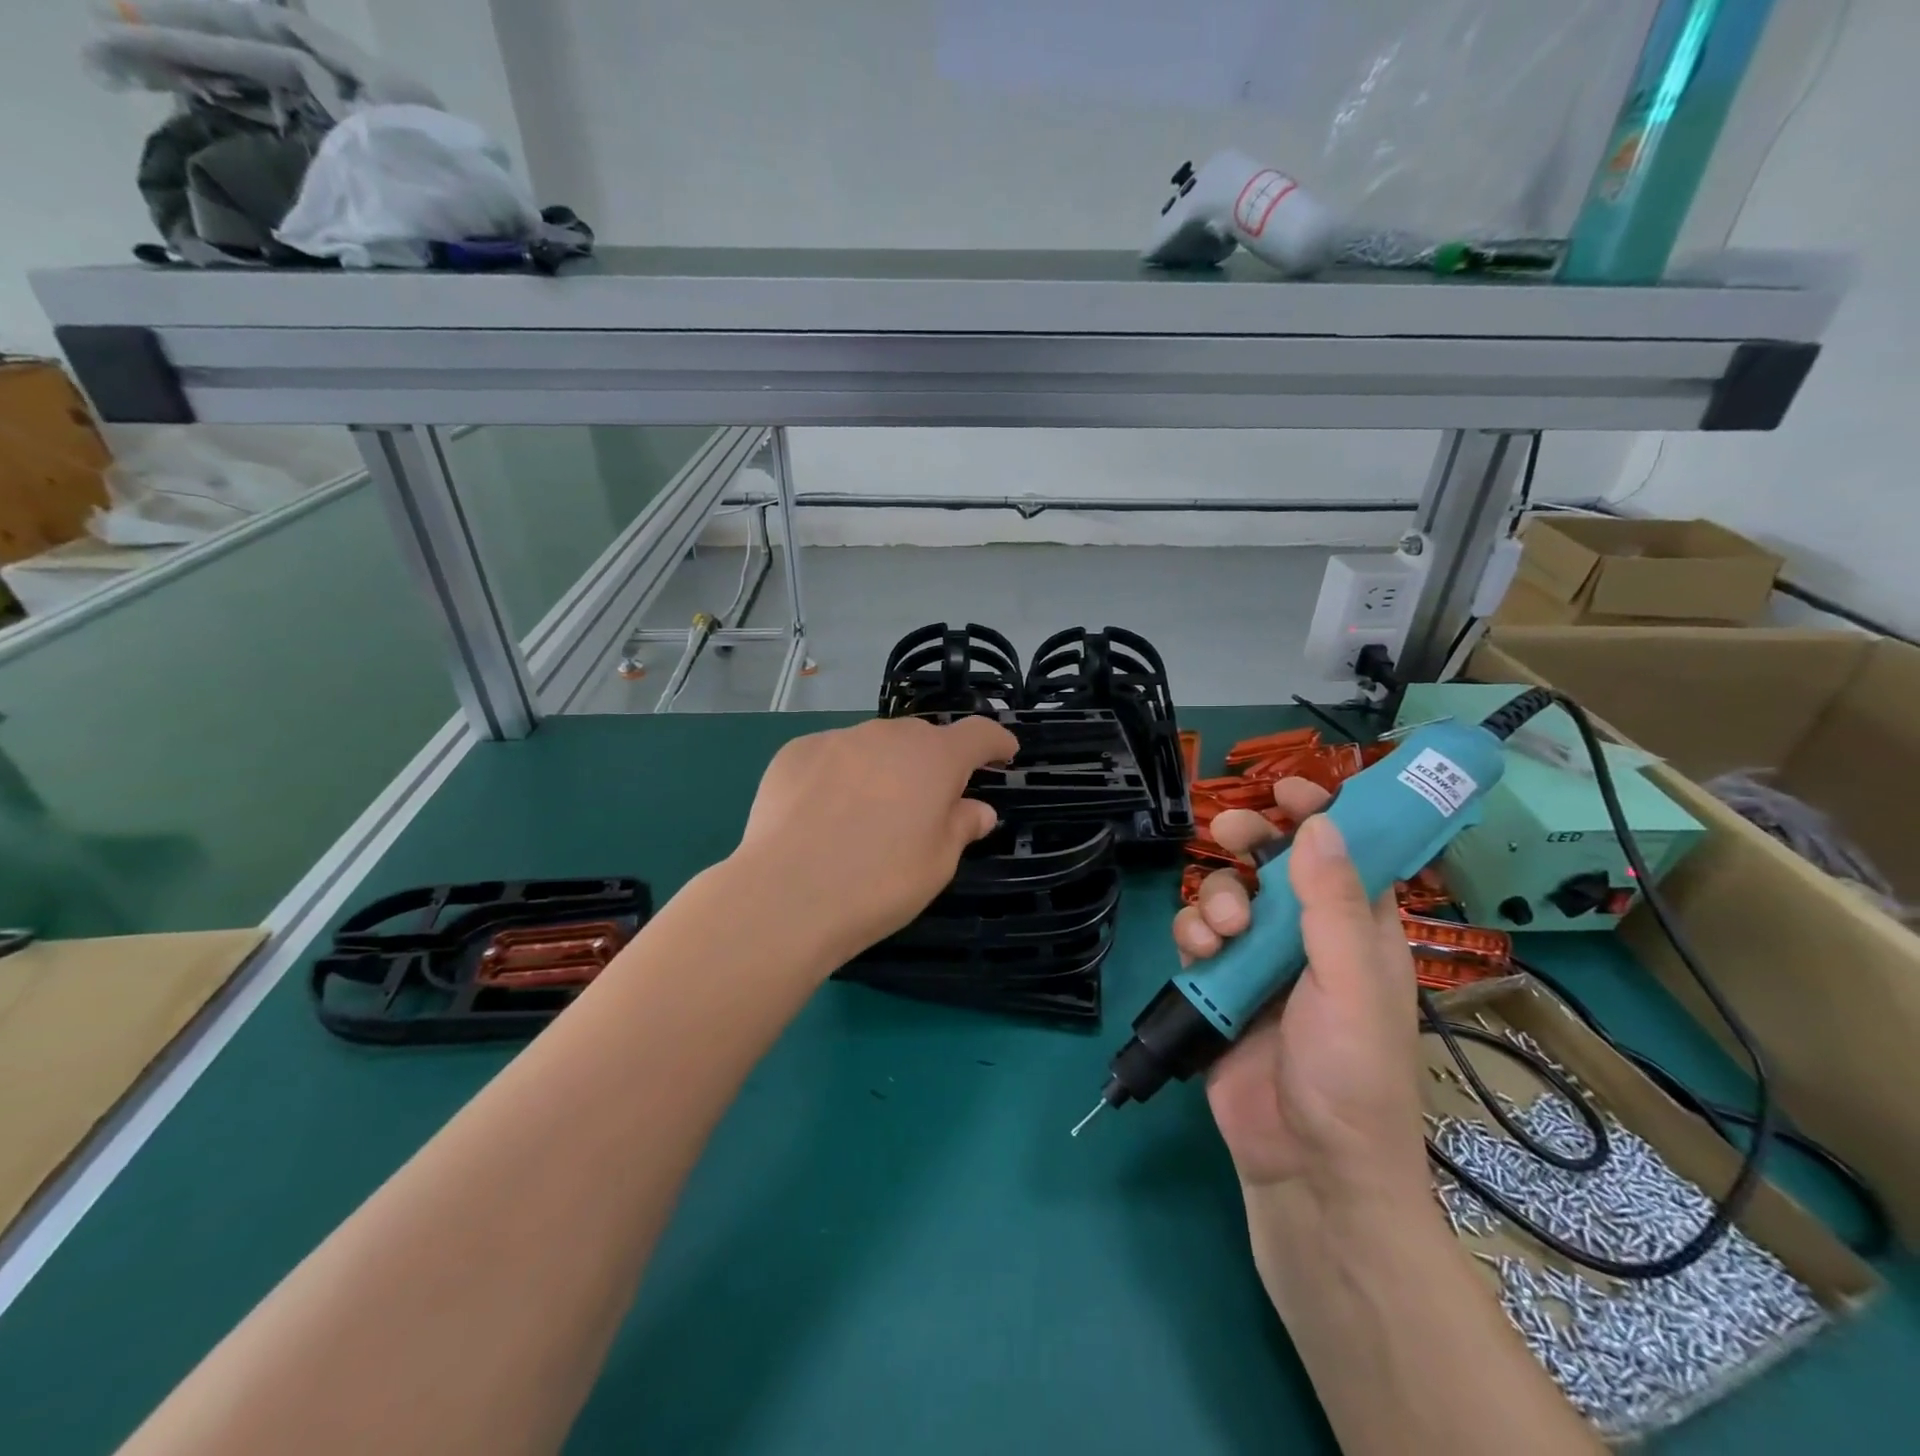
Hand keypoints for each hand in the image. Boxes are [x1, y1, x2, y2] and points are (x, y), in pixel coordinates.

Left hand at [733, 715, 1018, 963]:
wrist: (786, 895)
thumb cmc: (879, 883)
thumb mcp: (937, 864)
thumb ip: (962, 826)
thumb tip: (978, 809)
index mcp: (934, 758)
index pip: (978, 734)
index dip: (996, 742)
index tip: (1004, 752)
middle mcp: (888, 735)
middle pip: (922, 738)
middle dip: (933, 762)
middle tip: (928, 801)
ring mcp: (838, 739)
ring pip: (874, 745)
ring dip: (883, 767)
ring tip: (869, 812)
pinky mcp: (795, 752)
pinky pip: (831, 756)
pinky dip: (839, 774)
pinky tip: (823, 812)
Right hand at [1172, 780, 1428, 1214]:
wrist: (1305, 1165)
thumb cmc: (1350, 1074)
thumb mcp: (1352, 983)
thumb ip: (1332, 904)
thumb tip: (1319, 824)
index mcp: (1359, 930)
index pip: (1344, 853)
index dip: (1321, 815)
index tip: (1286, 789)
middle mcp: (1309, 937)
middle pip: (1273, 864)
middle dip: (1248, 841)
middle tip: (1228, 832)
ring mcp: (1261, 961)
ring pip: (1228, 894)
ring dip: (1217, 898)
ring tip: (1223, 930)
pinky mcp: (1220, 986)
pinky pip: (1198, 936)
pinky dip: (1194, 934)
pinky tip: (1201, 955)